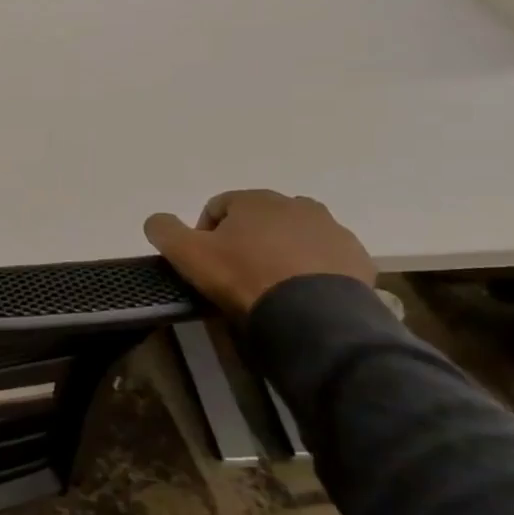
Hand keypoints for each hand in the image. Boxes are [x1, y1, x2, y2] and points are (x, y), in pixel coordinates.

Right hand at [143, 189, 375, 316]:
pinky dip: (311, 270)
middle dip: (246, 239)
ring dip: (281, 252)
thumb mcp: (187, 254)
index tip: (204, 261)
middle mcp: (297, 205)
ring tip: (271, 285)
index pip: (218, 206)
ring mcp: (332, 230)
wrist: (313, 314)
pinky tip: (300, 294)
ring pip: (295, 236)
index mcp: (256, 199)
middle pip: (260, 219)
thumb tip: (157, 220)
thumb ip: (163, 230)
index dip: (204, 233)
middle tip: (236, 272)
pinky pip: (325, 259)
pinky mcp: (357, 258)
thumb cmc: (243, 276)